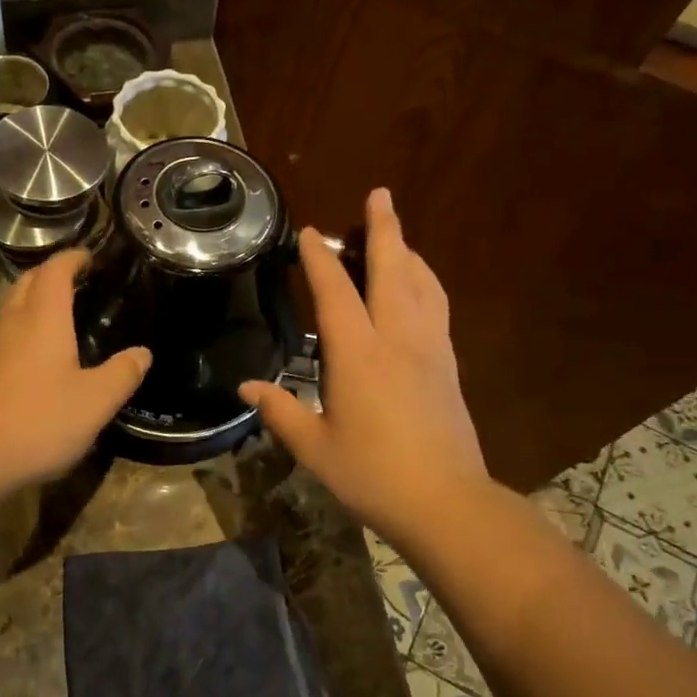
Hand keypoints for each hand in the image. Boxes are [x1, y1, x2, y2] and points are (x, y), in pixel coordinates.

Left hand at [0, 248, 150, 487]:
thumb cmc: (38, 422)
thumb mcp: (95, 402)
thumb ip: (122, 374)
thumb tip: (143, 353)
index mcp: (43, 319)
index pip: (55, 271)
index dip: (72, 258)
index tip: (90, 256)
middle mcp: (12, 323)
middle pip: (27, 282)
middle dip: (51, 274)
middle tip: (77, 281)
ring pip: (12, 308)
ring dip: (34, 300)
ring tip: (61, 314)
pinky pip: (4, 334)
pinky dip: (23, 328)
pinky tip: (37, 355)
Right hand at [241, 189, 487, 542]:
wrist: (446, 502)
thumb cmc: (372, 475)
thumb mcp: (315, 447)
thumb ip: (280, 412)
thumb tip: (247, 388)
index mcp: (357, 355)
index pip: (335, 292)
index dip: (319, 259)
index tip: (308, 232)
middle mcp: (397, 339)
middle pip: (393, 270)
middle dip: (385, 228)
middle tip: (380, 194)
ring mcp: (430, 350)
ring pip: (423, 285)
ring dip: (409, 252)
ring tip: (398, 235)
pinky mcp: (449, 366)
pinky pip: (438, 308)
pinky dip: (427, 284)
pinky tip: (420, 287)